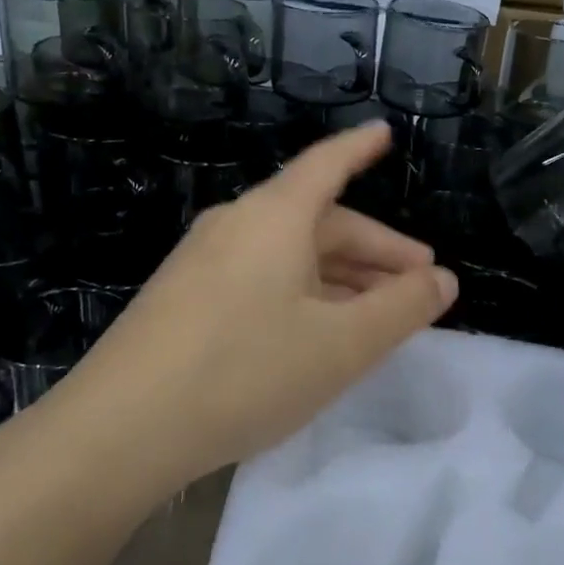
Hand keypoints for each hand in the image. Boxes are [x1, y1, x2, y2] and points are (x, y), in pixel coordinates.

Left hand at [30, 124, 457, 503]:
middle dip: (374, 251)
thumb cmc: (245, 371)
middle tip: (417, 285)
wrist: (120, 431)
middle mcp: (236, 225)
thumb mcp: (342, 345)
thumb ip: (402, 309)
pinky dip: (303, 295)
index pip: (328, 164)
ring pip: (290, 256)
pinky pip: (261, 279)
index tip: (385, 134)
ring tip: (376, 317)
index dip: (361, 148)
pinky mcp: (184, 299)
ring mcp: (203, 263)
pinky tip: (316, 334)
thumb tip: (443, 280)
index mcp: (274, 217)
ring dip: (341, 278)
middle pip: (319, 222)